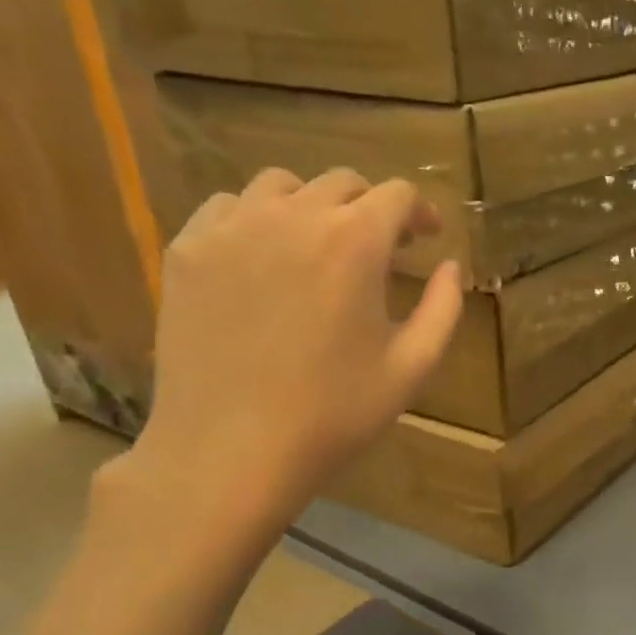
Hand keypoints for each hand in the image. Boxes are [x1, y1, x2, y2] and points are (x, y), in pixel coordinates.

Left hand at [120, 168, 462, 536]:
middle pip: (341, 183)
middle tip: (380, 249)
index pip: (396, 194)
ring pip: (280, 185)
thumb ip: (443, 307)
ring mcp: (231, 228)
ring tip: (318, 246)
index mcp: (354, 242)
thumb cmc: (334, 414)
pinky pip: (227, 208)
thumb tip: (448, 266)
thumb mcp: (413, 366)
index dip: (419, 211)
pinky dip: (256, 219)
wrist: (230, 451)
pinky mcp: (187, 250)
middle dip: (371, 207)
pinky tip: (263, 258)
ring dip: (312, 205)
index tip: (425, 238)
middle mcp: (292, 216)